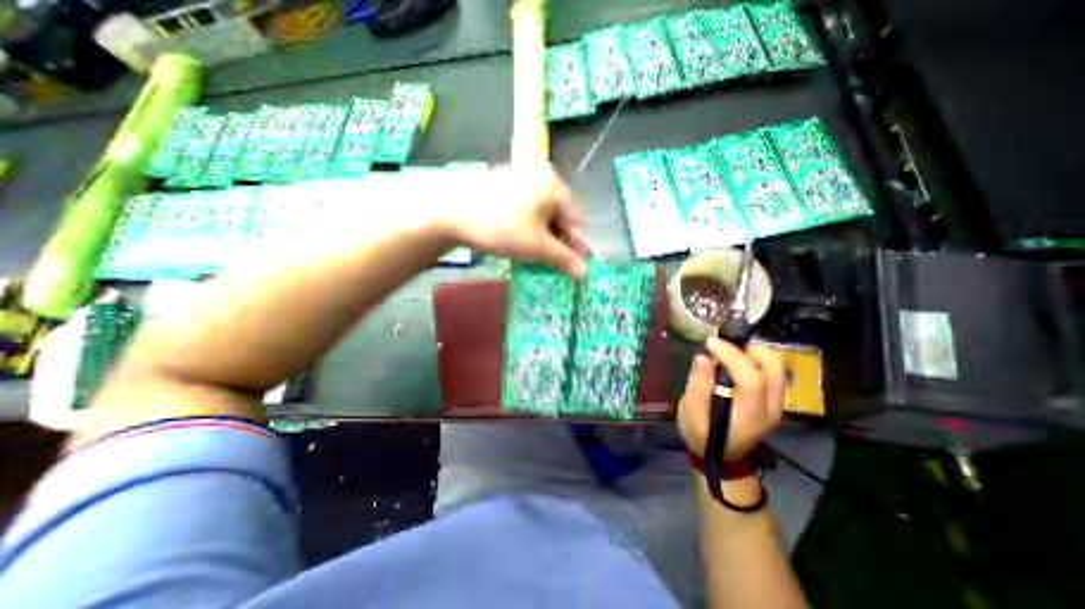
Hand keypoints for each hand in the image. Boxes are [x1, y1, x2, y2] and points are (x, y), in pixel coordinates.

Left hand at [439, 162, 585, 274]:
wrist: (448, 213)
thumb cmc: (501, 227)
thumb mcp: (537, 247)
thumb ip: (564, 260)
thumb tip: (584, 273)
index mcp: (553, 184)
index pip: (576, 220)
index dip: (574, 246)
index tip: (568, 266)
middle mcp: (539, 176)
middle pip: (558, 216)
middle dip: (555, 241)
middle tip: (546, 261)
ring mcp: (518, 178)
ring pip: (539, 214)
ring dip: (540, 237)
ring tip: (529, 254)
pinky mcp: (500, 185)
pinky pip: (522, 209)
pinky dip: (524, 227)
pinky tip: (513, 239)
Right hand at [675, 336, 785, 458]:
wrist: (721, 458)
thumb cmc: (702, 437)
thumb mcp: (691, 414)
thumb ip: (698, 385)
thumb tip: (703, 357)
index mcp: (751, 414)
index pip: (752, 378)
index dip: (731, 355)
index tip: (710, 342)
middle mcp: (772, 406)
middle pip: (773, 366)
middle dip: (747, 348)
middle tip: (721, 346)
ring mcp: (777, 403)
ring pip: (775, 365)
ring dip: (751, 351)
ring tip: (726, 353)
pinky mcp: (774, 399)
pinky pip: (770, 370)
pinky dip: (754, 359)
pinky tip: (733, 362)